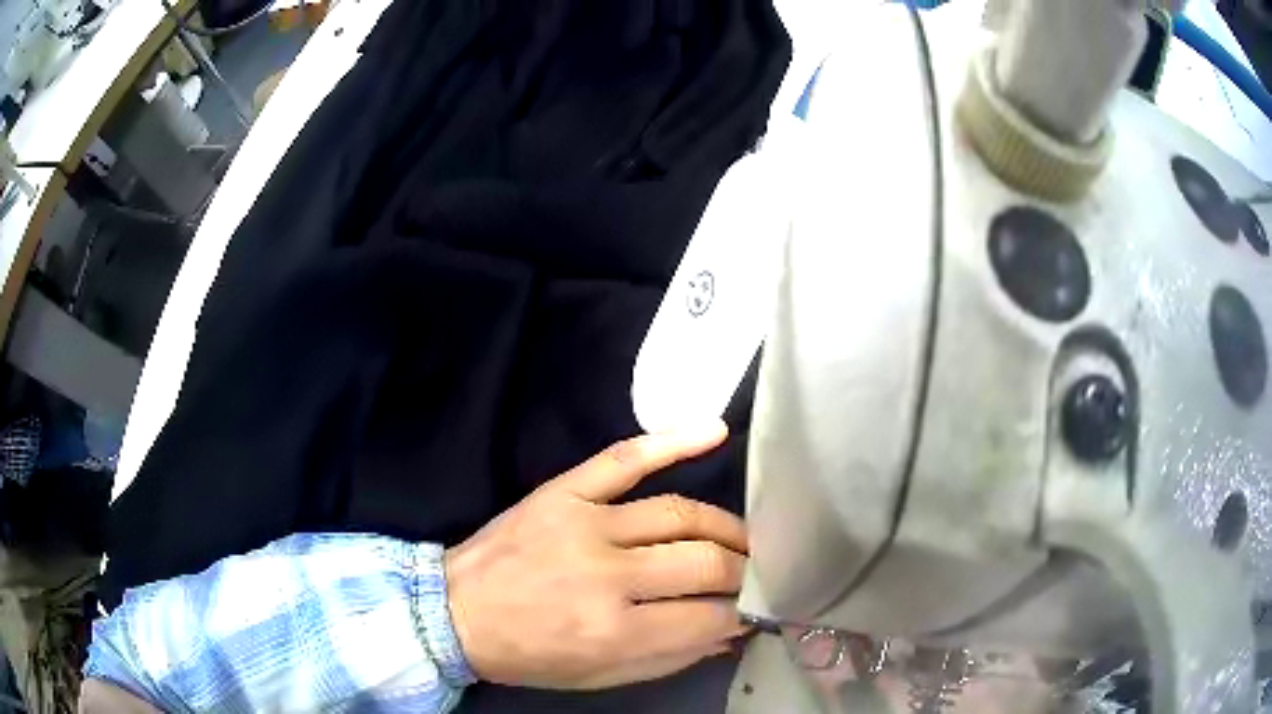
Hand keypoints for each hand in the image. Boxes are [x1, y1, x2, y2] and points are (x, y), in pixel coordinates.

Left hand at [444, 421, 749, 689]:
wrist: (455, 612)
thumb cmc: (529, 654)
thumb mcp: (600, 676)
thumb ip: (670, 656)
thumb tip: (730, 630)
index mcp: (614, 631)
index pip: (708, 617)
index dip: (740, 614)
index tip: (752, 610)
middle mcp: (607, 575)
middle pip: (704, 562)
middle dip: (743, 571)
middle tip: (754, 574)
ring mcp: (585, 524)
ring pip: (679, 513)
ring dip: (725, 526)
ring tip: (743, 538)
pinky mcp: (564, 492)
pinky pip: (624, 458)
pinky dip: (672, 441)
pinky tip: (714, 432)